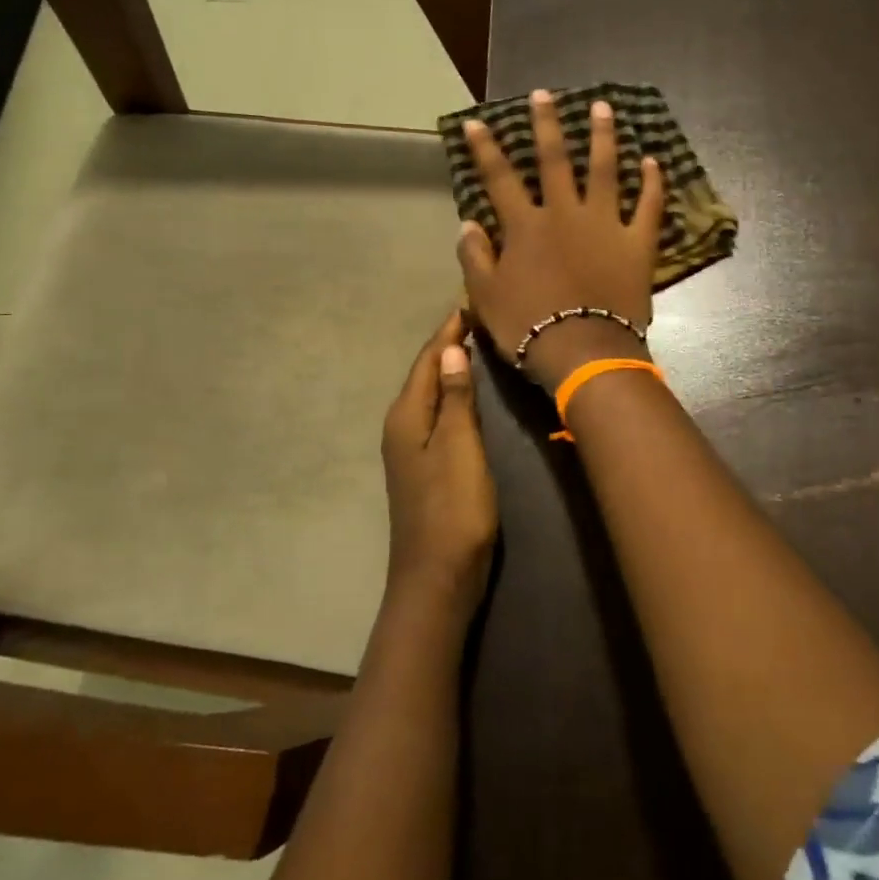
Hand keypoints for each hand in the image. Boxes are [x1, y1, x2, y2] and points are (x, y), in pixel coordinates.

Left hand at [381, 311, 498, 613]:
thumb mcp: (459, 448)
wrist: (437, 576)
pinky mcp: (424, 466)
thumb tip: (450, 349)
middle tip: (477, 318)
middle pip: (425, 374)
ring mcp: (410, 449)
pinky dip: (452, 396)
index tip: (469, 302)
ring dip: (450, 368)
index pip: (428, 360)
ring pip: (430, 394)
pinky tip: (469, 395)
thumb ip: (454, 399)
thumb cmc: (452, 509)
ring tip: (476, 345)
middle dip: (447, 344)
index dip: (448, 331)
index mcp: (406, 416)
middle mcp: (401, 426)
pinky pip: (437, 415)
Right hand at [457, 90, 664, 389]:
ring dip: (603, 137)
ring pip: (604, 170)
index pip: (500, 178)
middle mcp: (565, 214)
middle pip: (555, 161)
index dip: (486, 149)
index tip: (478, 122)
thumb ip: (475, 257)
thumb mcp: (486, 297)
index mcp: (526, 227)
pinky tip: (653, 161)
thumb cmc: (529, 327)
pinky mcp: (637, 243)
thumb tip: (468, 224)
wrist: (583, 351)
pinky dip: (652, 183)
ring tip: (604, 108)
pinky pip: (648, 206)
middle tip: (544, 94)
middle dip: (547, 125)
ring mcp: (605, 224)